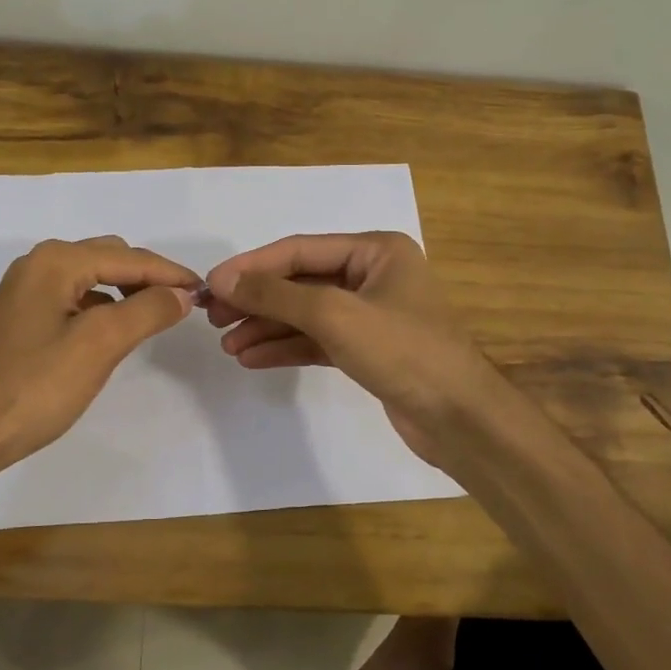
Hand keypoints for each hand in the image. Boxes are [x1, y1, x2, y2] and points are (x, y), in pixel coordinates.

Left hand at [0, 236, 200, 467]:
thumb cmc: (35, 386)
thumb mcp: (100, 344)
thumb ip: (146, 311)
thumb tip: (180, 294)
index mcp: (55, 262)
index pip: (128, 258)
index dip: (170, 273)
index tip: (205, 291)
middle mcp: (38, 265)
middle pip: (109, 259)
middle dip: (148, 278)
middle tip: (182, 305)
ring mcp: (25, 291)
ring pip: (91, 278)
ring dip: (126, 292)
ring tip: (156, 316)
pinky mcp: (21, 317)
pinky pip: (74, 298)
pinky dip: (102, 307)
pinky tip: (114, 331)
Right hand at [205, 232, 504, 465]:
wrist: (459, 419)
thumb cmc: (403, 351)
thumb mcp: (335, 314)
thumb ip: (277, 294)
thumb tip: (225, 280)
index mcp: (376, 251)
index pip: (300, 250)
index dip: (253, 266)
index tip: (212, 285)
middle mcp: (373, 276)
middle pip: (301, 281)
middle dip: (258, 300)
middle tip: (214, 318)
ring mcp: (370, 314)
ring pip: (306, 314)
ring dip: (267, 327)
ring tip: (228, 345)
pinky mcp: (367, 350)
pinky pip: (317, 340)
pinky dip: (286, 348)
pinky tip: (253, 358)